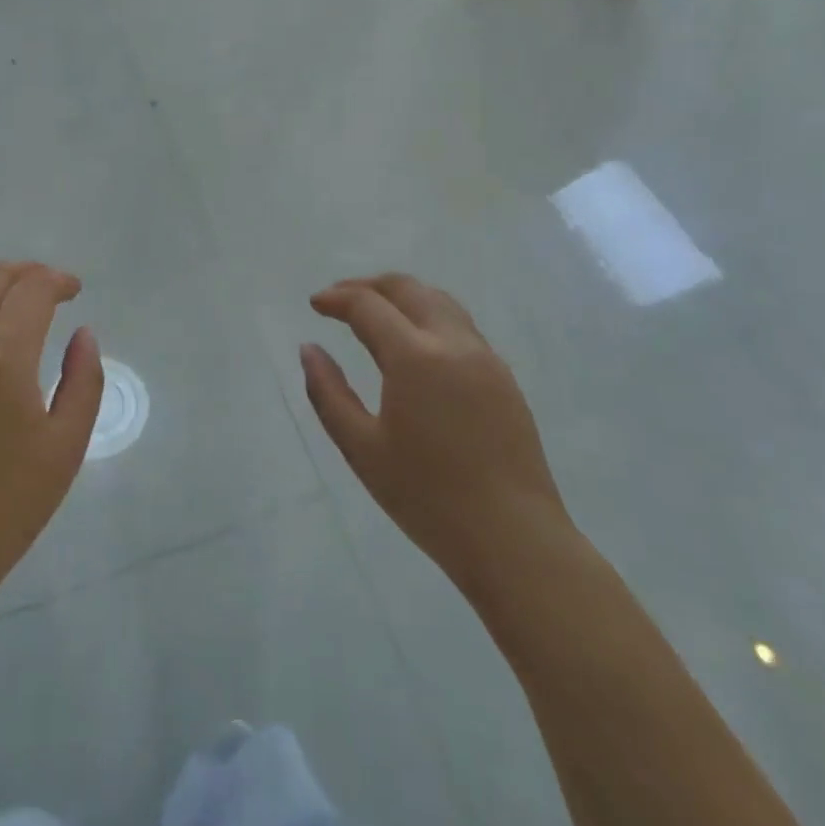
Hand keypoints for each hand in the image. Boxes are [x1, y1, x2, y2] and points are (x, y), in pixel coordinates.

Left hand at [0, 261, 102, 604]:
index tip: (74, 291)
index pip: (32, 289)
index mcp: (1, 356)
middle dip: (25, 272)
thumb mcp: (65, 445)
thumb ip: (83, 380)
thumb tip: (83, 333)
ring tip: (8, 304)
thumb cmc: (6, 505)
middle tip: (48, 288)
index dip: (58, 281)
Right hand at [302, 274, 568, 591]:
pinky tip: (414, 345)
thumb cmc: (428, 498)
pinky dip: (428, 316)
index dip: (337, 298)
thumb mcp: (361, 449)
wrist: (514, 540)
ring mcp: (486, 359)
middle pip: (408, 288)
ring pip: (439, 301)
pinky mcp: (504, 378)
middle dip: (369, 285)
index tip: (315, 304)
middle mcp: (454, 344)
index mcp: (415, 357)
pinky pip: (461, 326)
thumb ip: (328, 393)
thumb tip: (309, 349)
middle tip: (339, 298)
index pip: (368, 305)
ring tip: (374, 312)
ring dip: (402, 296)